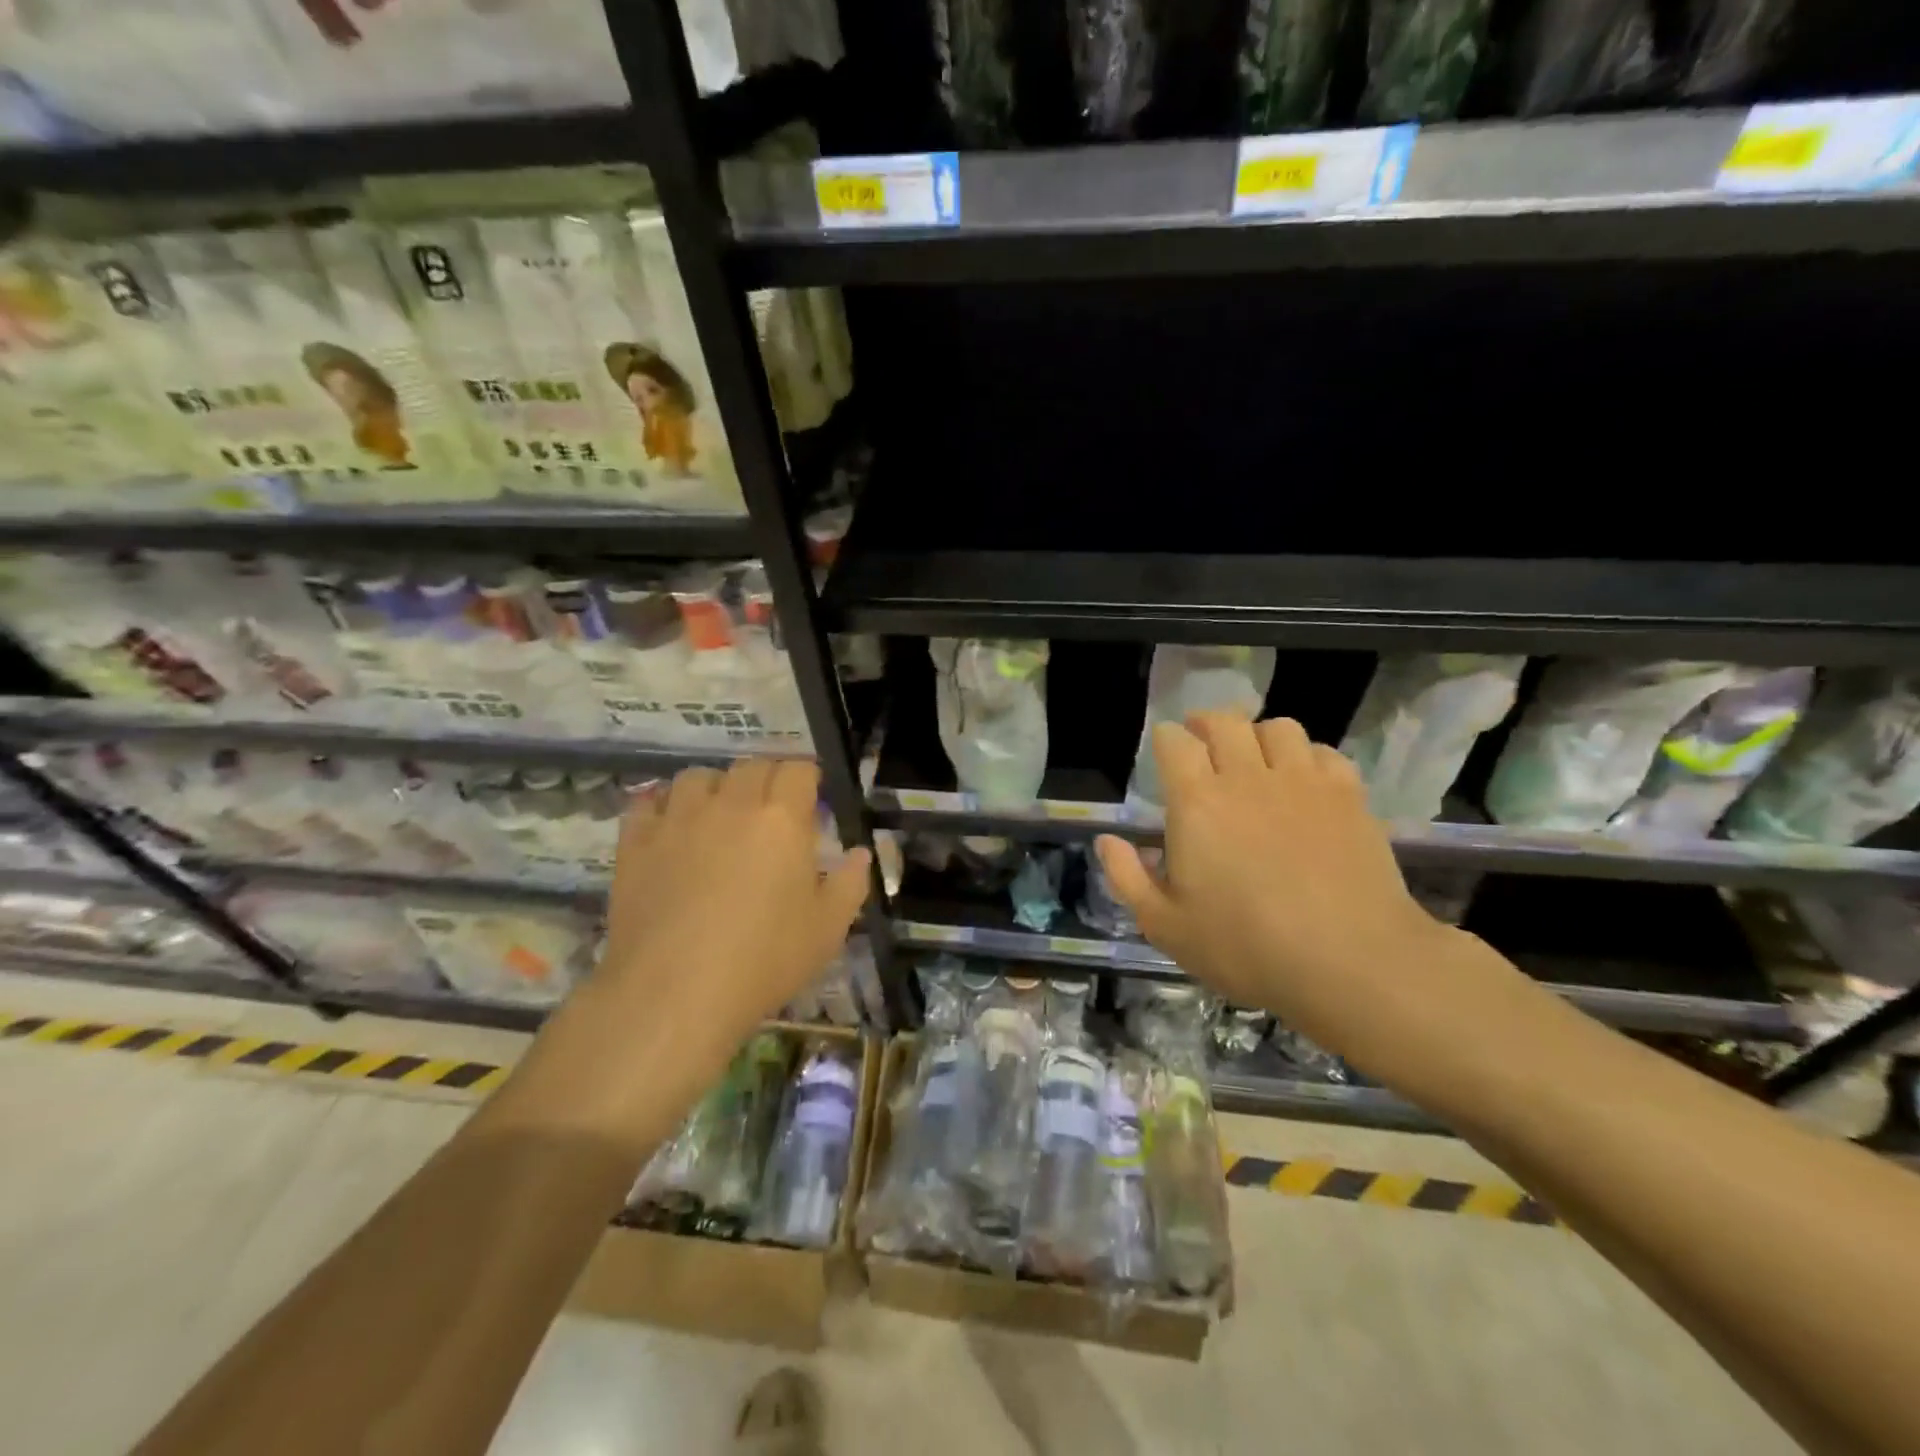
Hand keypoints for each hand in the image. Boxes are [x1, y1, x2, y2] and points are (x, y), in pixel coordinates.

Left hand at [588, 759, 871, 1069]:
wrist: (674, 993)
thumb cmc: (764, 960)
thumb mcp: (828, 929)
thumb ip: (850, 883)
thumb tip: (859, 853)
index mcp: (782, 818)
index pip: (798, 770)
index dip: (808, 779)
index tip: (812, 799)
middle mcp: (730, 805)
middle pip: (751, 766)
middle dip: (767, 779)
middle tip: (771, 812)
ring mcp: (678, 820)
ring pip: (697, 777)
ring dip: (715, 787)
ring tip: (718, 815)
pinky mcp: (636, 843)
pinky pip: (647, 804)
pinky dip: (662, 808)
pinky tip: (670, 830)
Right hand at [1095, 713, 1474, 1065]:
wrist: (1349, 962)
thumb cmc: (1245, 947)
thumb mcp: (1165, 925)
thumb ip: (1127, 878)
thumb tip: (1106, 841)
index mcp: (1197, 802)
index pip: (1176, 742)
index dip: (1167, 739)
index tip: (1166, 750)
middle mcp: (1247, 777)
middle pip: (1225, 722)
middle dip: (1207, 723)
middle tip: (1203, 742)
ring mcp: (1303, 782)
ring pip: (1278, 728)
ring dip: (1259, 735)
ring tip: (1255, 757)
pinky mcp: (1348, 796)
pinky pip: (1323, 752)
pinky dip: (1307, 756)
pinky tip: (1304, 781)